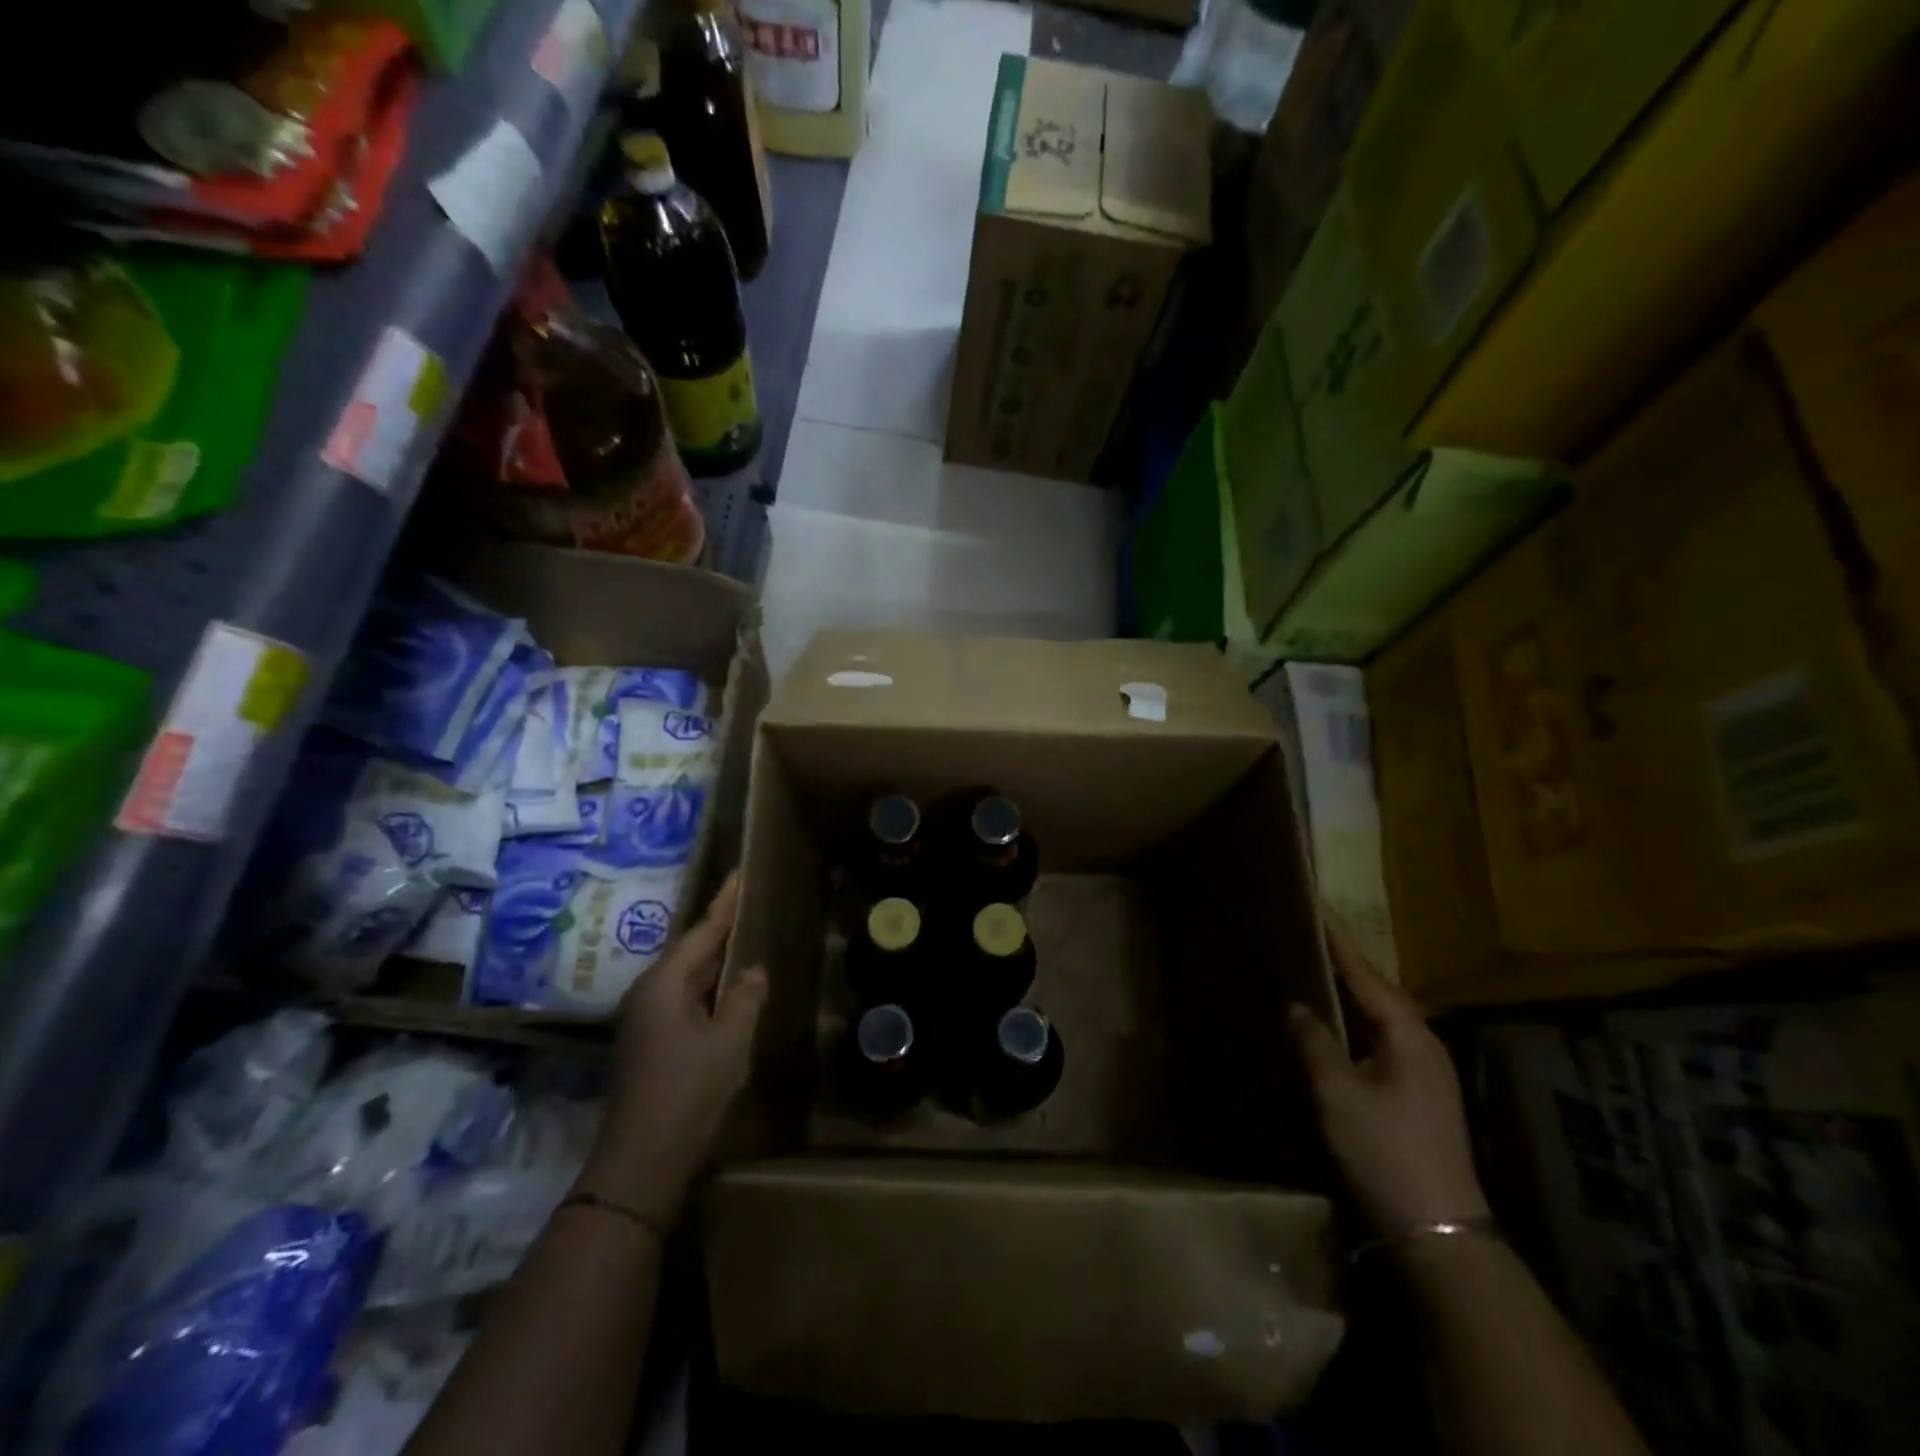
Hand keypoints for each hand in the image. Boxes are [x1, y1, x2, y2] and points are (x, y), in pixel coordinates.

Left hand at [576, 872, 767, 1227]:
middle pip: (690, 951)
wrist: (640, 1164)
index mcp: (664, 985)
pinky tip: (727, 988)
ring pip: (686, 977)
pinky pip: (683, 999)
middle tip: (748, 902)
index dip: (725, 903)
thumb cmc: (688, 1093)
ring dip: (714, 959)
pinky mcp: (649, 1043)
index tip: (740, 874)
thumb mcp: (729, 1042)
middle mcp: (648, 994)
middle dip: (719, 928)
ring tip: (743, 936)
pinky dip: (707, 986)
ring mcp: (644, 1021)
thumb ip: (745, 998)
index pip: (702, 932)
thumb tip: (753, 969)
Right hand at [1288, 920, 1488, 1239]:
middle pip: (1377, 991)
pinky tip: (1334, 1027)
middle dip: (1344, 963)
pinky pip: (1382, 1040)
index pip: (1364, 973)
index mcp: (1408, 1034)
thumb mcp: (1337, 1093)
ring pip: (1381, 1017)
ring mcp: (1427, 1071)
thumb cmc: (1385, 1150)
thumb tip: (1299, 1007)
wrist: (1439, 1230)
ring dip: (1349, 994)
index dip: (1337, 941)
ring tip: (1315, 971)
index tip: (1316, 906)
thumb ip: (1315, 1041)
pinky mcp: (1421, 1093)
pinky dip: (1356, 1024)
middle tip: (1309, 934)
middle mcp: (1424, 1043)